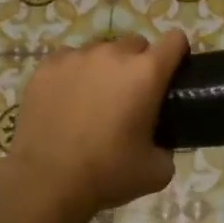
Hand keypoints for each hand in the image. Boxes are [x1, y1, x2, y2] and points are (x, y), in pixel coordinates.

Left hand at [3, 30, 188, 214]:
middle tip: (130, 97)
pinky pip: (69, 60)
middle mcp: (113, 54)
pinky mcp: (46, 67)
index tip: (171, 74)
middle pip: (136, 44)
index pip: (175, 40)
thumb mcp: (157, 170)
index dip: (177, 54)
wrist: (46, 182)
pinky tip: (66, 101)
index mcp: (146, 73)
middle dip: (138, 64)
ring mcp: (76, 57)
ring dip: (105, 68)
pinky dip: (73, 74)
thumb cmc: (108, 174)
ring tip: (93, 100)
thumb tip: (160, 142)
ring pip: (101, 51)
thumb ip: (168, 146)